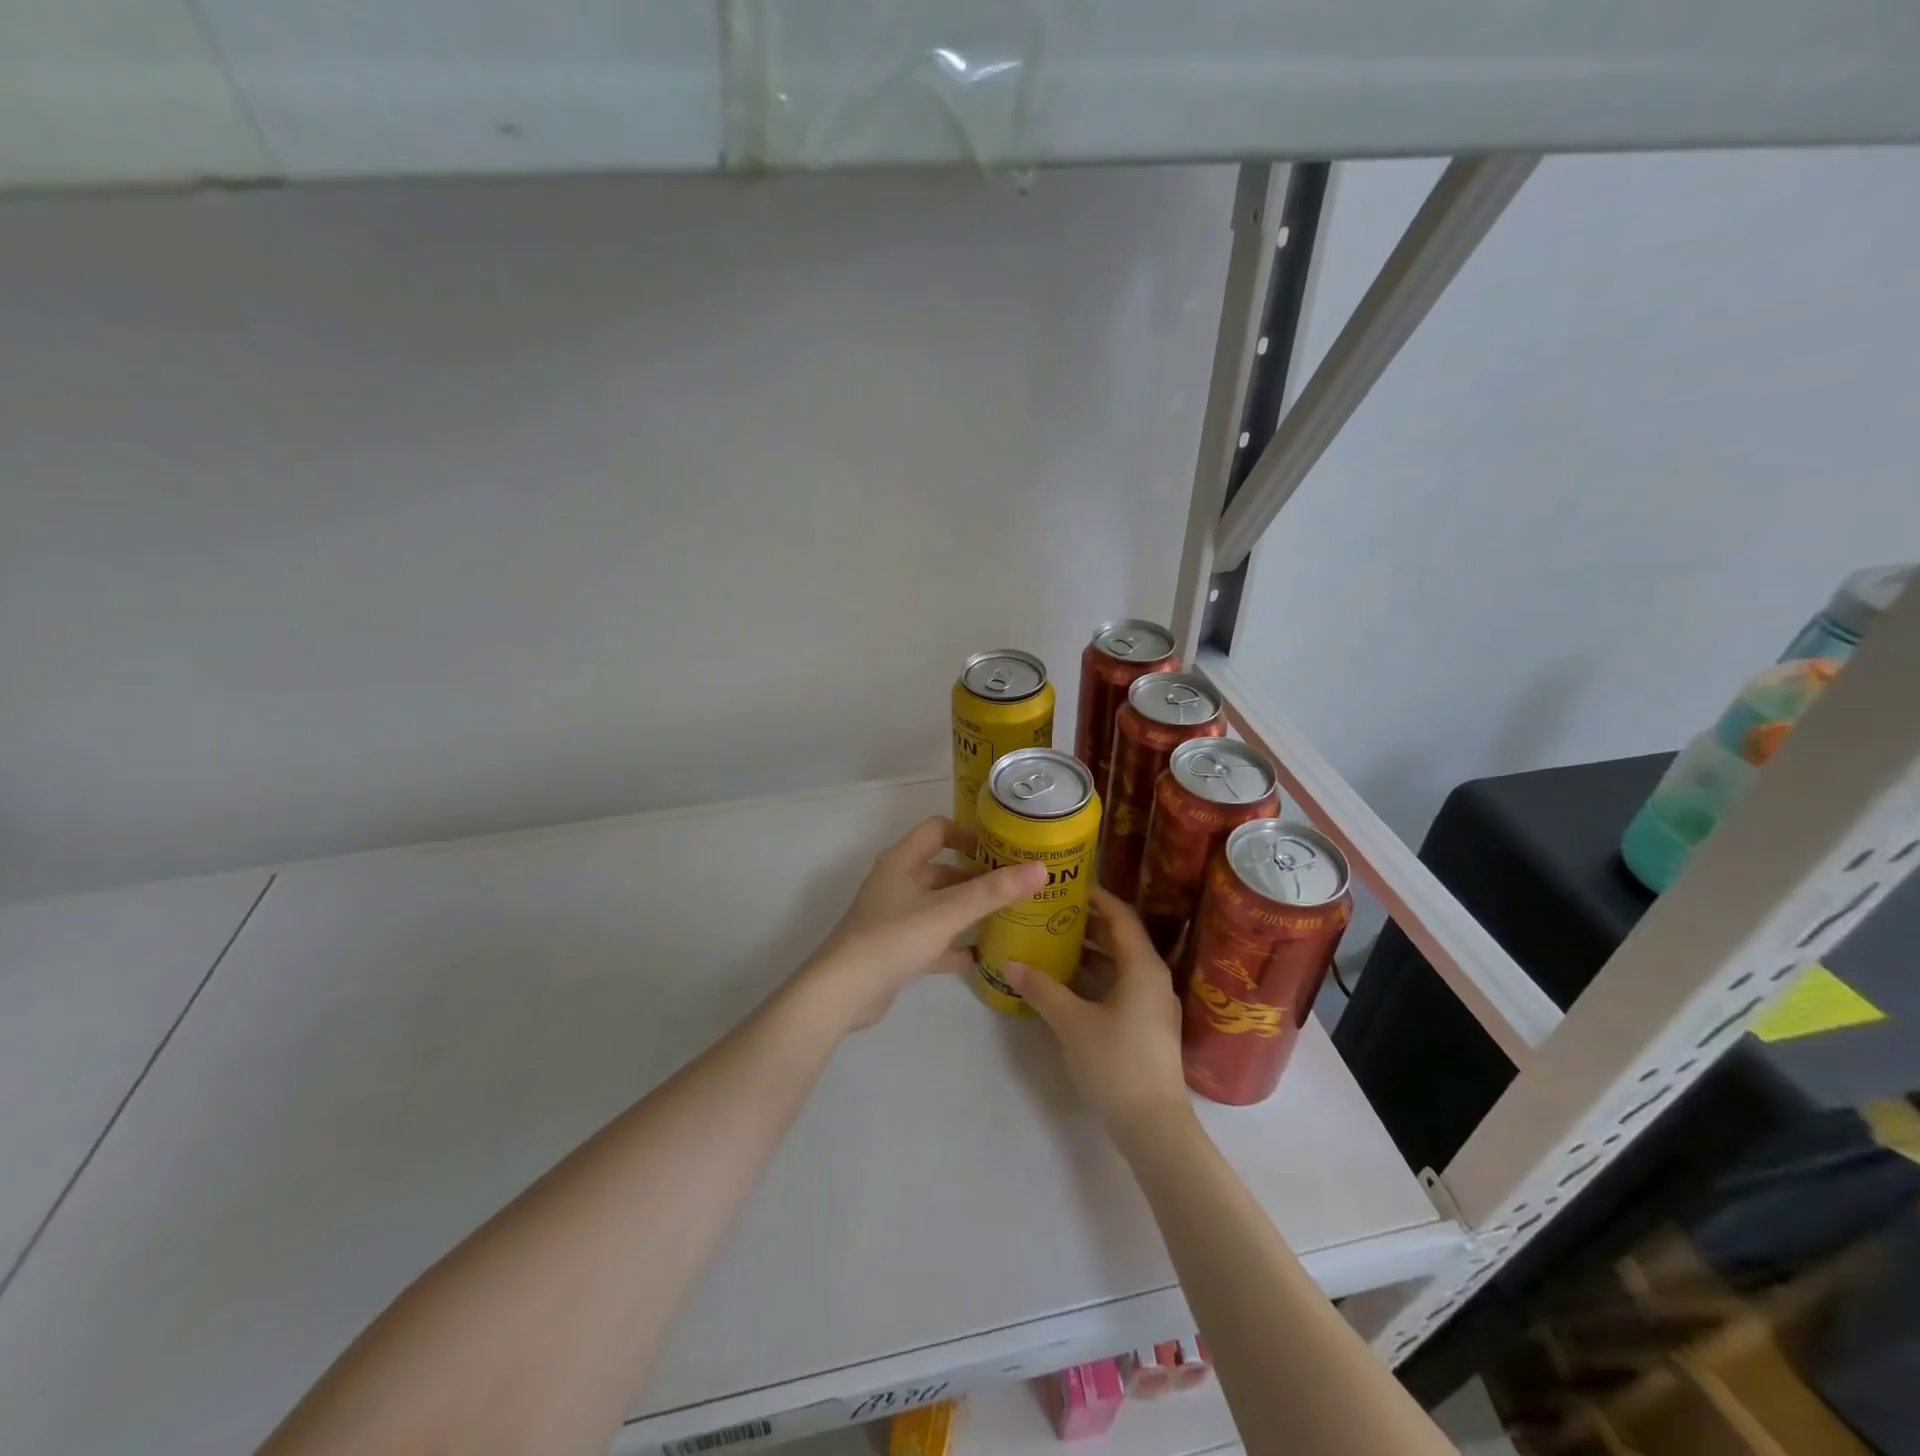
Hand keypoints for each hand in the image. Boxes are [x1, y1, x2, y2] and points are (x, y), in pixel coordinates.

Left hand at [801, 816, 1045, 1030]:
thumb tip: (1040, 869)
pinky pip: (933, 939)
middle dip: (976, 876)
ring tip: (1008, 917)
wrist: (842, 994)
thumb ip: (993, 892)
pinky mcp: (896, 949)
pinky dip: (955, 945)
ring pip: (939, 905)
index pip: (937, 829)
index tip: (1001, 847)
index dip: (968, 833)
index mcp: (901, 862)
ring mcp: (894, 917)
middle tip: (1015, 885)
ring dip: (968, 910)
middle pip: (942, 869)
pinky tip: (983, 957)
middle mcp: (896, 883)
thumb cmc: (892, 940)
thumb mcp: (946, 913)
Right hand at [1009, 889, 1192, 1140]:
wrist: (1154, 1127)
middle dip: (1087, 923)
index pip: (1120, 915)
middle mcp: (1152, 978)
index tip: (1067, 885)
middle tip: (1052, 911)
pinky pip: (1120, 986)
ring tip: (1052, 941)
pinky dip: (1095, 977)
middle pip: (1120, 937)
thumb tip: (1011, 963)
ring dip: (1089, 952)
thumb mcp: (1072, 1022)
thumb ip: (1042, 989)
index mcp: (1143, 966)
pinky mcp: (1146, 1026)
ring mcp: (1152, 1004)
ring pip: (1119, 964)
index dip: (1096, 896)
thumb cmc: (1116, 1063)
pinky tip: (1066, 984)